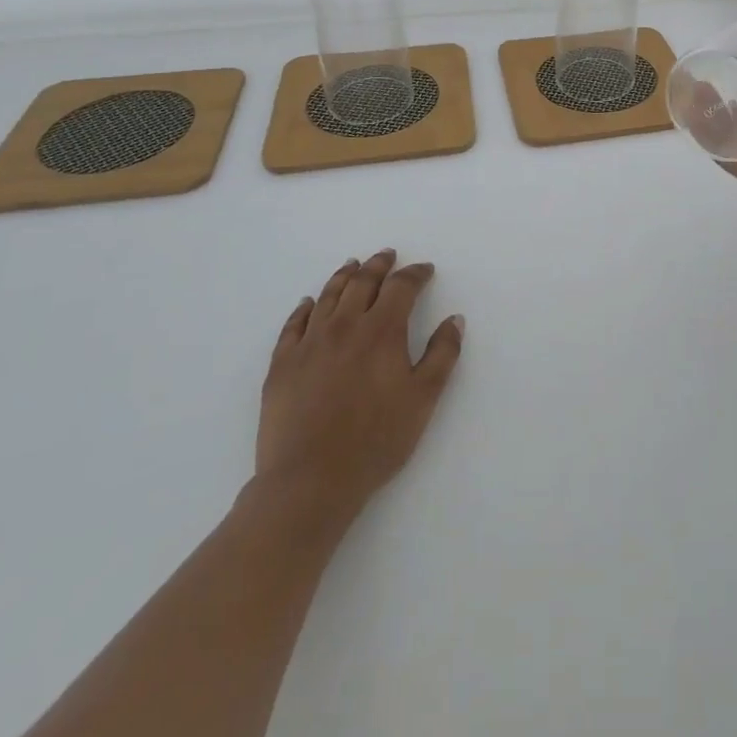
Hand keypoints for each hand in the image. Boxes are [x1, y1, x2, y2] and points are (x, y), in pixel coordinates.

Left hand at [254, 249, 463, 530]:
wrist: (310, 481)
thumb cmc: (375, 440)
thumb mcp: (423, 399)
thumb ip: (442, 354)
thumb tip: (454, 319)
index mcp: (381, 330)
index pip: (401, 287)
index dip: (415, 274)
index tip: (425, 270)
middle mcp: (344, 325)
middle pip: (362, 282)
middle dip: (379, 265)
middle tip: (388, 255)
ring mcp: (309, 343)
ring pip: (328, 295)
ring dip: (344, 276)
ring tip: (353, 265)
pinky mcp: (282, 364)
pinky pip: (293, 324)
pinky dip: (304, 308)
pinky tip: (309, 303)